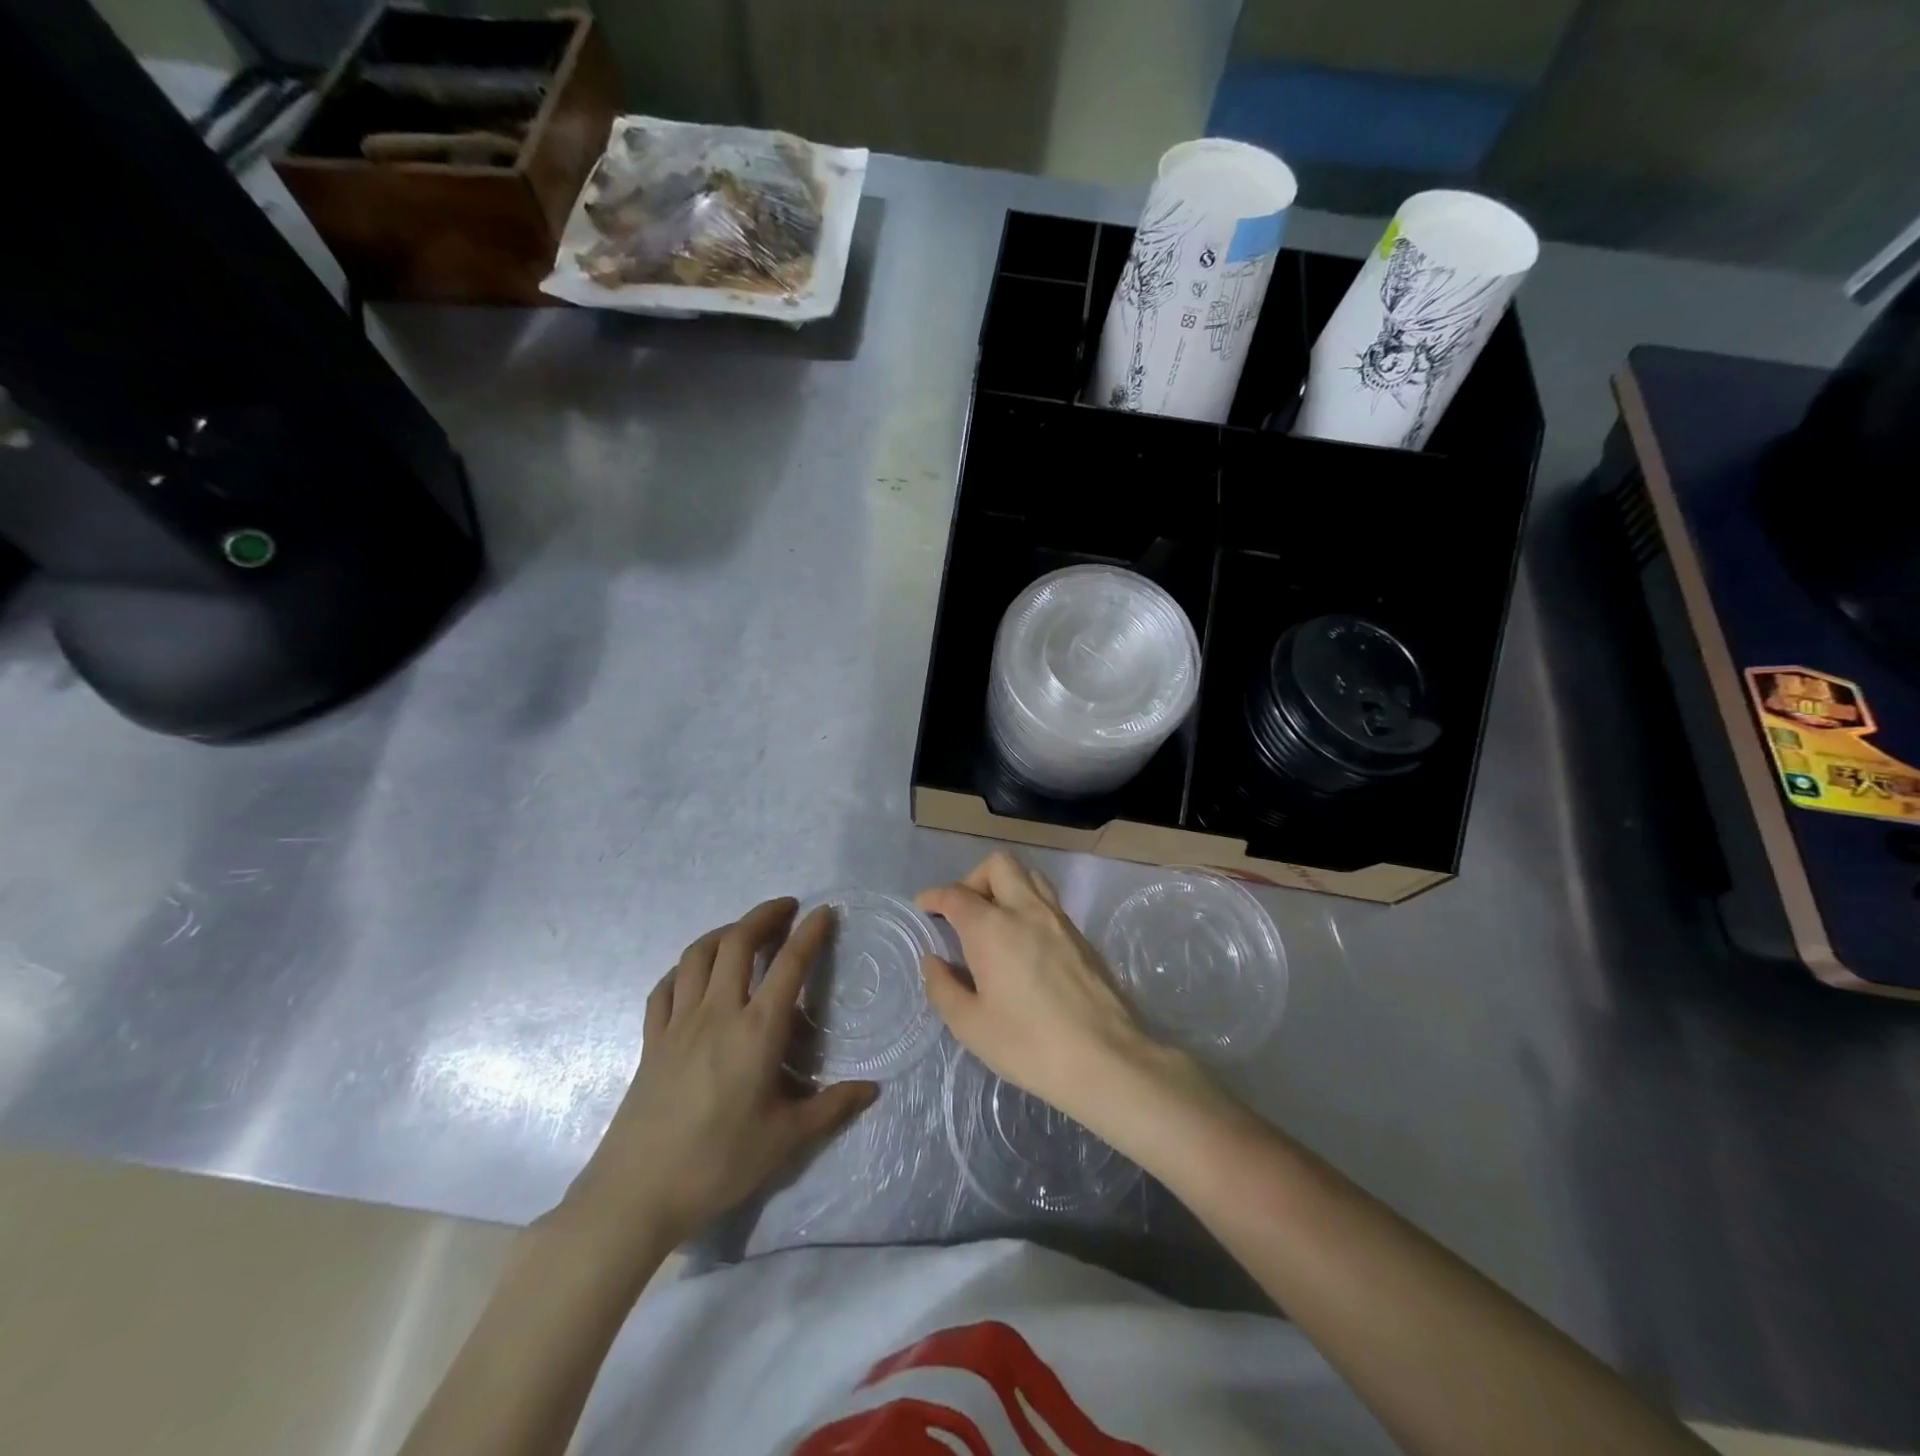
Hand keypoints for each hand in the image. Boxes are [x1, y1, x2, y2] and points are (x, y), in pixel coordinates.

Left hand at [557, 898, 876, 1263]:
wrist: (636, 1194)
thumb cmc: (718, 1163)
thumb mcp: (785, 1140)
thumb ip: (831, 1108)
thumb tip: (872, 1089)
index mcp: (757, 1031)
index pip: (789, 965)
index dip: (810, 933)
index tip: (824, 912)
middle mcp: (718, 1013)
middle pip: (738, 942)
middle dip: (764, 916)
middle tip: (786, 908)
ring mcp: (678, 1023)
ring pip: (698, 955)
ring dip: (725, 932)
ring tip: (744, 932)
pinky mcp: (651, 1040)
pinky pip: (666, 986)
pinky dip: (685, 968)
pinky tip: (695, 974)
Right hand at [917, 852, 1189, 1133]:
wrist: (1106, 1059)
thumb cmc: (1028, 1045)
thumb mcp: (971, 1026)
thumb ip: (943, 987)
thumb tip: (934, 961)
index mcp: (992, 928)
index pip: (956, 894)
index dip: (934, 896)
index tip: (924, 907)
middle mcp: (1026, 910)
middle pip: (998, 865)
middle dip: (973, 879)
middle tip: (963, 912)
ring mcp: (1059, 919)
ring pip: (1029, 876)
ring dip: (1005, 886)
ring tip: (994, 920)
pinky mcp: (1081, 936)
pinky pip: (1048, 901)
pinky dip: (1028, 906)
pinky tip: (1024, 943)